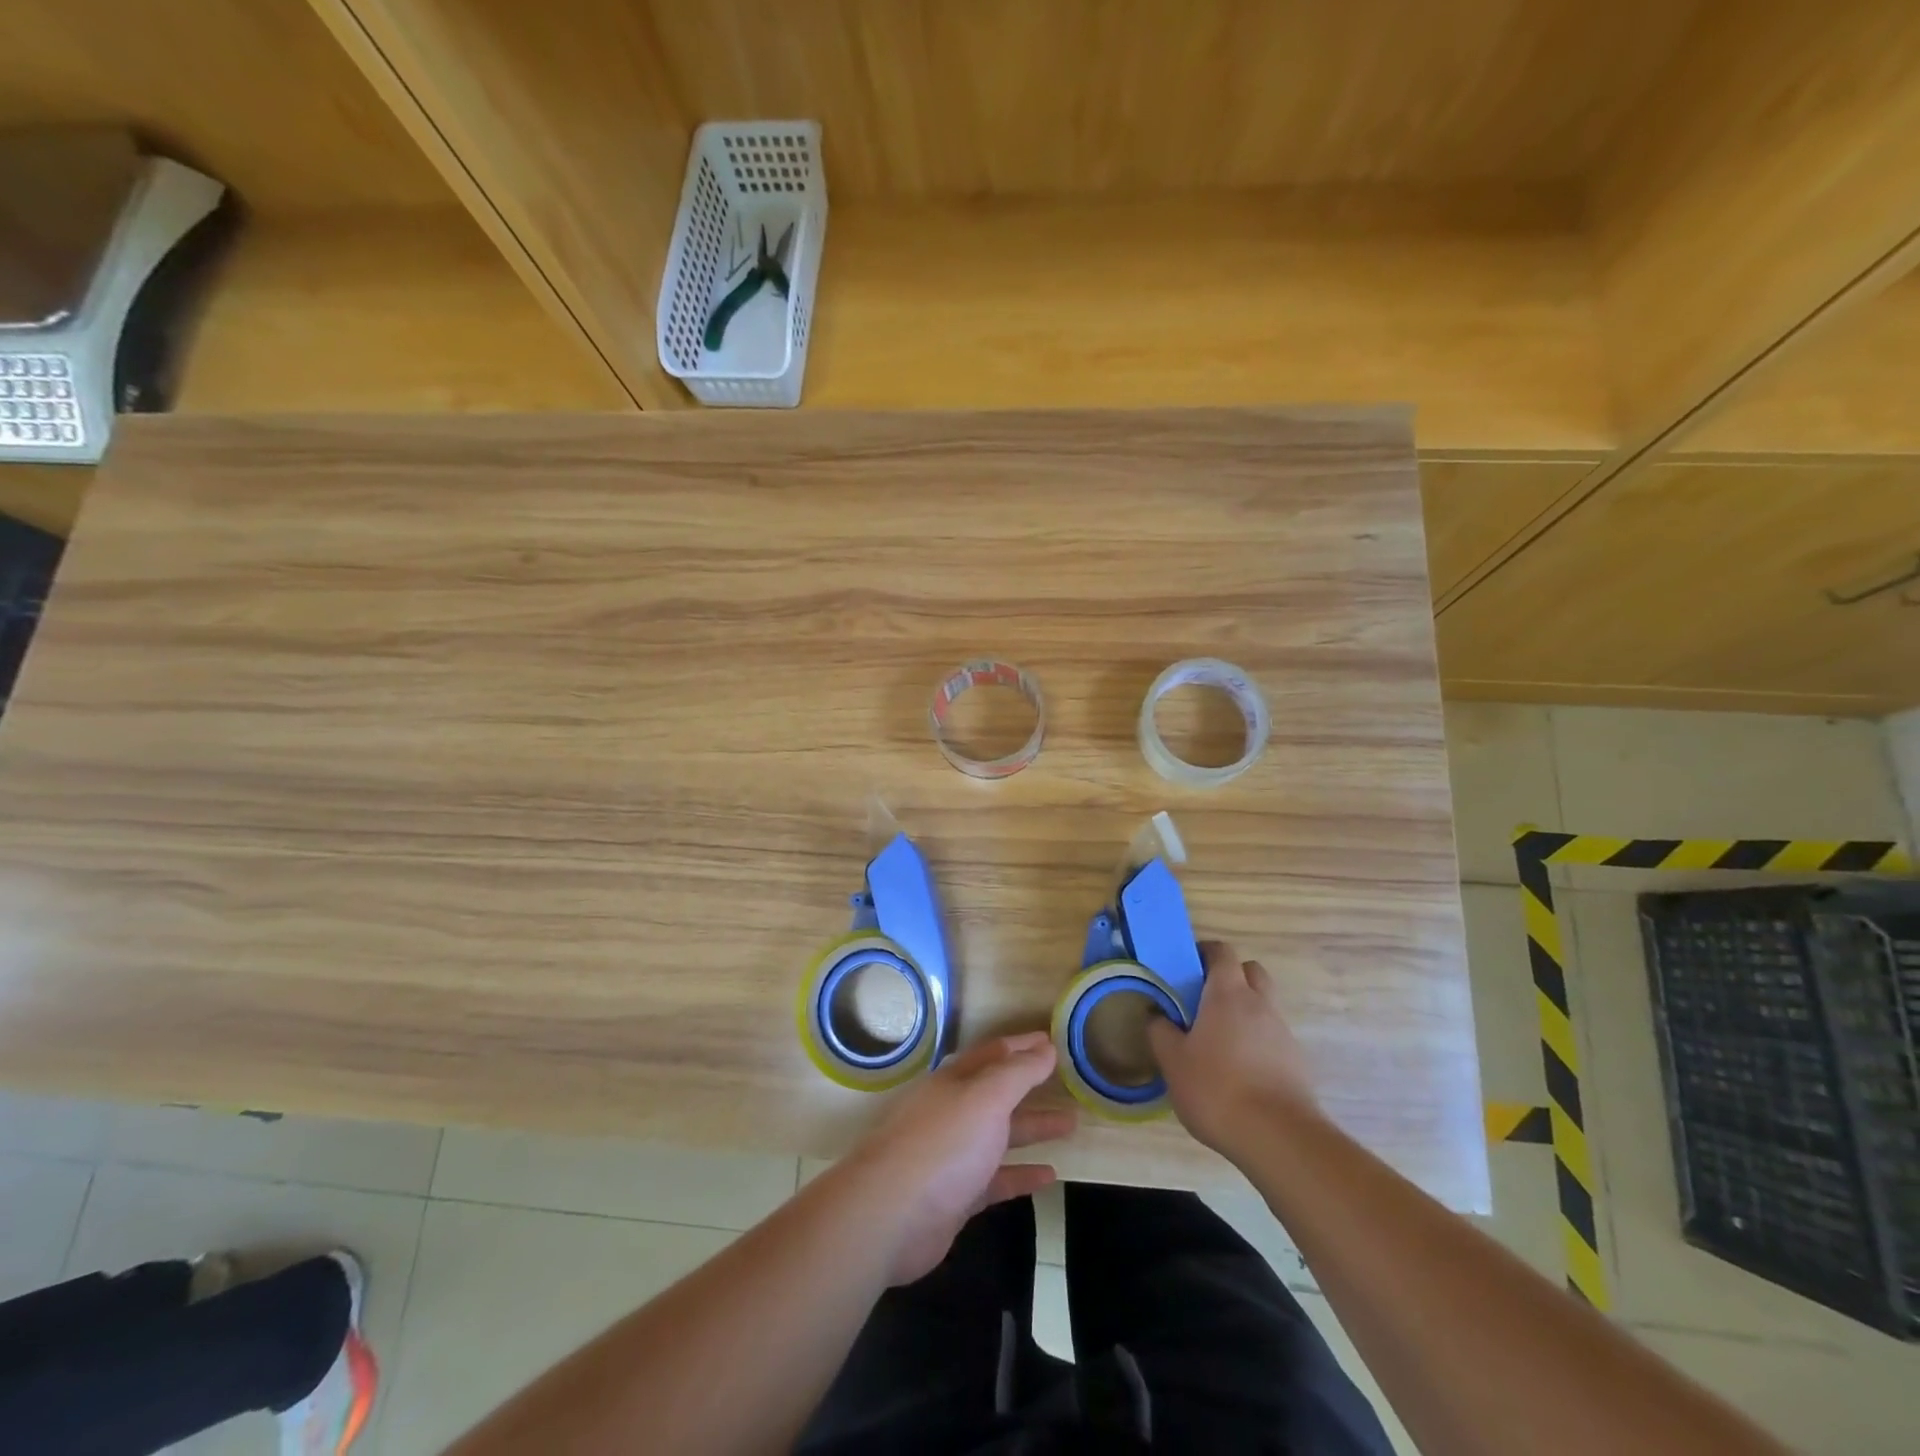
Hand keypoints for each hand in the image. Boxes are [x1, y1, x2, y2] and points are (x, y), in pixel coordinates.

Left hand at [836, 1032, 1075, 1285]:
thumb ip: (1018, 1073)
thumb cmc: (943, 1144)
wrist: (890, 1216)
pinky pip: (996, 1179)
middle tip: (1069, 1083)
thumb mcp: (986, 1098)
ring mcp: (952, 1155)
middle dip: (1031, 1086)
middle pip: (997, 1093)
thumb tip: (1046, 1047)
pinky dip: (1021, 1174)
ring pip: (999, 1135)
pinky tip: (1050, 1176)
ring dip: (1033, 1128)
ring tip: (1070, 1125)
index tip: (1053, 1042)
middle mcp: (952, 1112)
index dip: (1023, 1046)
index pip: (993, 1054)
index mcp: (954, 1081)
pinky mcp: (955, 1195)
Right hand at [1147, 940, 1319, 1157]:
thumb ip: (1160, 1032)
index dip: (1204, 952)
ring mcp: (1283, 1033)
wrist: (1278, 1138)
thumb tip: (1155, 1014)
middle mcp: (1260, 1005)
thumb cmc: (1217, 1089)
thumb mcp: (1173, 1061)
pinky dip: (1257, 1041)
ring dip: (1245, 1011)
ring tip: (1219, 1040)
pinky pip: (1273, 1037)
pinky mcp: (1296, 1063)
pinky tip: (1239, 1070)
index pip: (1222, 952)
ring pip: (1264, 1005)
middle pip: (1251, 971)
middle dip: (1231, 976)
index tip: (1186, 966)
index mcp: (1228, 994)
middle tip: (1205, 998)